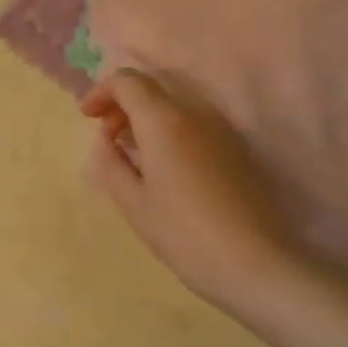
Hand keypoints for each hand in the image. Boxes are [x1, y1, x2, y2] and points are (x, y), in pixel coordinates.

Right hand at [80, 69, 309, 308]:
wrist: (259, 266)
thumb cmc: (185, 234)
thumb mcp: (133, 202)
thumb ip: (109, 162)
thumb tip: (106, 140)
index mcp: (163, 120)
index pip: (126, 80)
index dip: (101, 91)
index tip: (88, 117)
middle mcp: (194, 112)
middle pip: (152, 86)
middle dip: (124, 102)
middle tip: (109, 135)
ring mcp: (221, 129)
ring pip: (175, 103)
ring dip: (148, 116)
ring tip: (135, 151)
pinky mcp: (238, 148)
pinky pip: (195, 122)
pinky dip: (172, 129)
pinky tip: (167, 165)